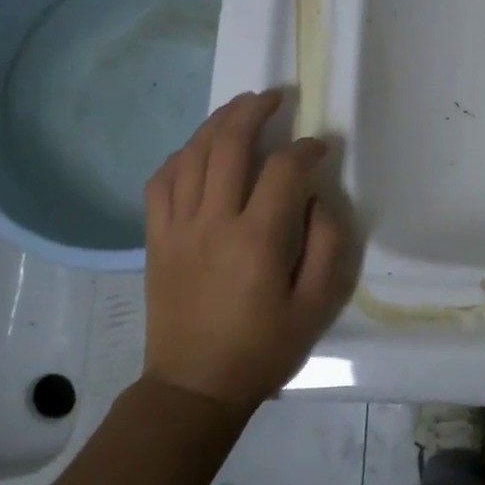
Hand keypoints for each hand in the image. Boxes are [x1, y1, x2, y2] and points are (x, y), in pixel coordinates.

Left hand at [142, 90, 354, 409]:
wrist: (194, 387)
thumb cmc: (263, 348)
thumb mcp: (316, 305)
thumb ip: (328, 245)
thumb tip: (319, 199)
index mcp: (258, 240)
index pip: (284, 170)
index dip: (307, 149)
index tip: (321, 147)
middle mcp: (213, 222)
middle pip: (229, 145)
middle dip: (254, 111)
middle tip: (275, 97)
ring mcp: (177, 228)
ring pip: (192, 155)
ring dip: (217, 123)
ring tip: (240, 109)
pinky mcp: (156, 239)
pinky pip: (161, 182)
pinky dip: (181, 156)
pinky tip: (198, 151)